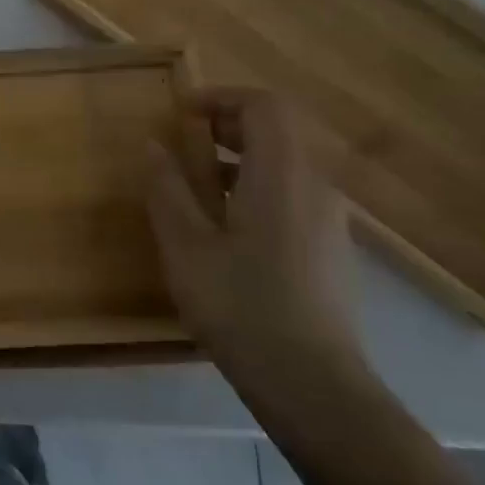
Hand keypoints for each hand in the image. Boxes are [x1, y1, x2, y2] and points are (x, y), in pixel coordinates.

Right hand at [146, 89, 363, 392]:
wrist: (314, 386)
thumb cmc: (241, 306)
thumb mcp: (186, 245)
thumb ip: (167, 188)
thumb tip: (153, 144)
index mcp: (282, 175)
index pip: (264, 106)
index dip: (221, 98)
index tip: (180, 112)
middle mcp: (316, 187)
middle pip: (279, 131)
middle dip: (228, 126)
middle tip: (183, 141)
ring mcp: (330, 221)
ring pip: (286, 165)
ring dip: (240, 159)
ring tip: (194, 185)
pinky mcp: (331, 250)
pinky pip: (293, 196)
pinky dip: (257, 188)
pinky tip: (225, 228)